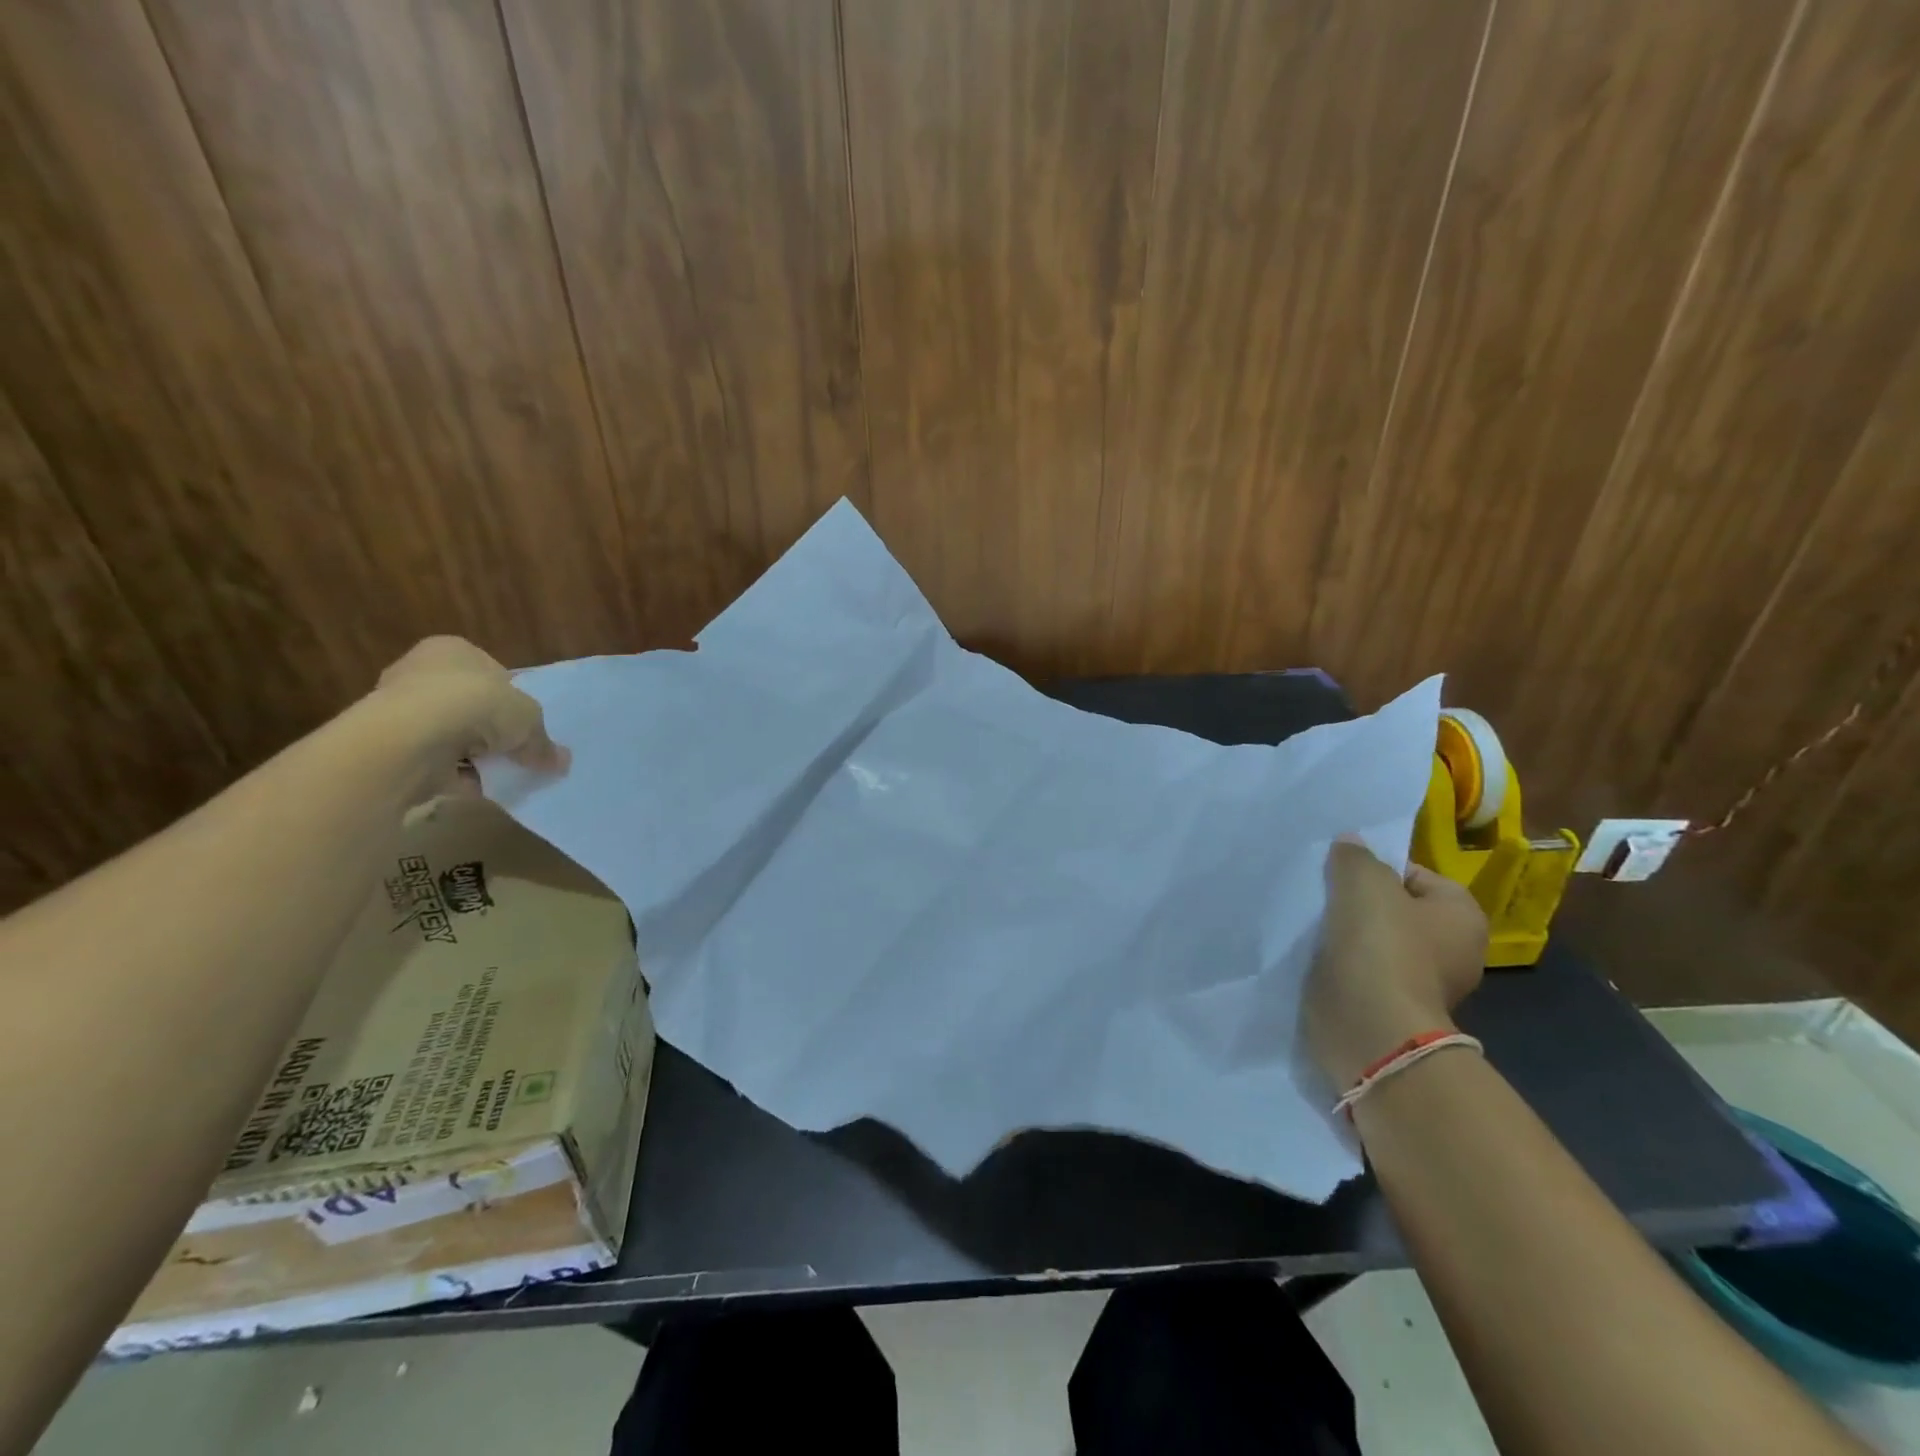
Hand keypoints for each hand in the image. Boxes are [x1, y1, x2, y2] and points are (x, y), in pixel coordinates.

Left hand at [364, 637, 568, 799]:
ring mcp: (400, 710)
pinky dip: (456, 775)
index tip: (526, 726)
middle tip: (517, 753)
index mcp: (454, 650)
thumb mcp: (528, 719)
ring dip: (475, 757)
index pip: (491, 673)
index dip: (512, 700)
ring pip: (453, 735)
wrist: (409, 739)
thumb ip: (543, 741)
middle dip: (492, 732)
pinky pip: (435, 762)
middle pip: (471, 706)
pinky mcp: (390, 746)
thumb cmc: (474, 706)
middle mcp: (421, 672)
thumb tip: (561, 762)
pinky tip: (477, 787)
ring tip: (501, 775)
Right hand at [1303, 838, 1487, 1091]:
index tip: (1339, 873)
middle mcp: (1452, 949)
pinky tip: (1313, 954)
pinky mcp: (1387, 1006)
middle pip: (1391, 907)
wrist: (1370, 1028)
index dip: (1374, 868)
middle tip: (1321, 894)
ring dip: (1343, 932)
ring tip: (1311, 923)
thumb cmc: (1381, 946)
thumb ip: (1356, 856)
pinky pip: (1359, 969)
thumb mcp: (1364, 882)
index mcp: (1462, 915)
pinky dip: (1338, 962)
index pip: (1413, 873)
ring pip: (1372, 939)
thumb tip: (1350, 844)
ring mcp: (1419, 982)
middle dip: (1355, 901)